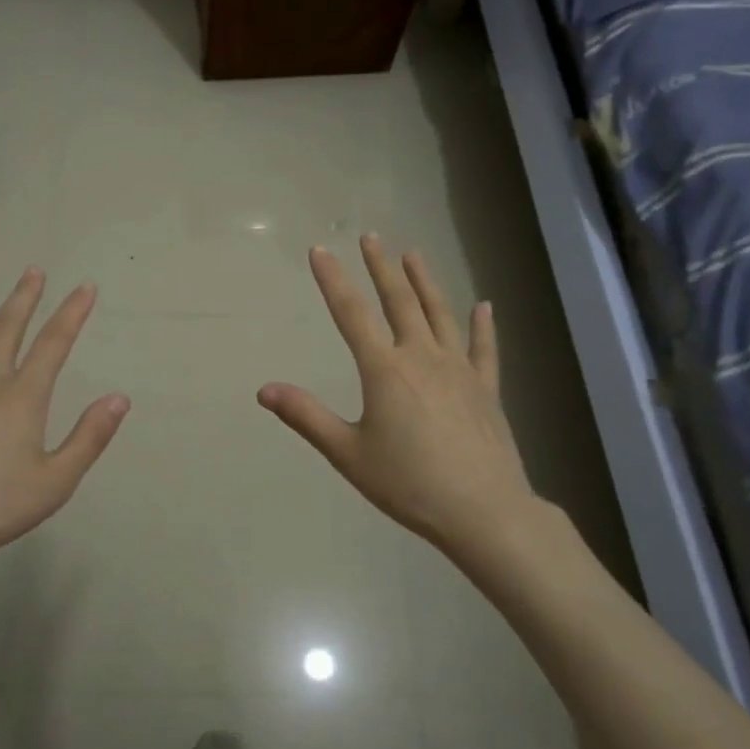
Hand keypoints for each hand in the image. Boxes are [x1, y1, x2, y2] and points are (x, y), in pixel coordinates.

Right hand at [258, 236, 540, 558]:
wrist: (483, 511)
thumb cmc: (408, 484)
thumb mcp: (348, 453)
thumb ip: (306, 417)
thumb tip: (263, 390)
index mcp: (384, 370)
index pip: (351, 314)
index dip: (333, 280)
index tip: (320, 250)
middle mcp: (422, 357)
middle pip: (399, 301)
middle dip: (381, 267)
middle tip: (371, 237)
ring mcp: (459, 370)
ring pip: (439, 314)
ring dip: (425, 282)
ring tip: (413, 255)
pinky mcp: (486, 388)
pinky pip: (484, 349)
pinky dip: (482, 326)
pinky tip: (484, 306)